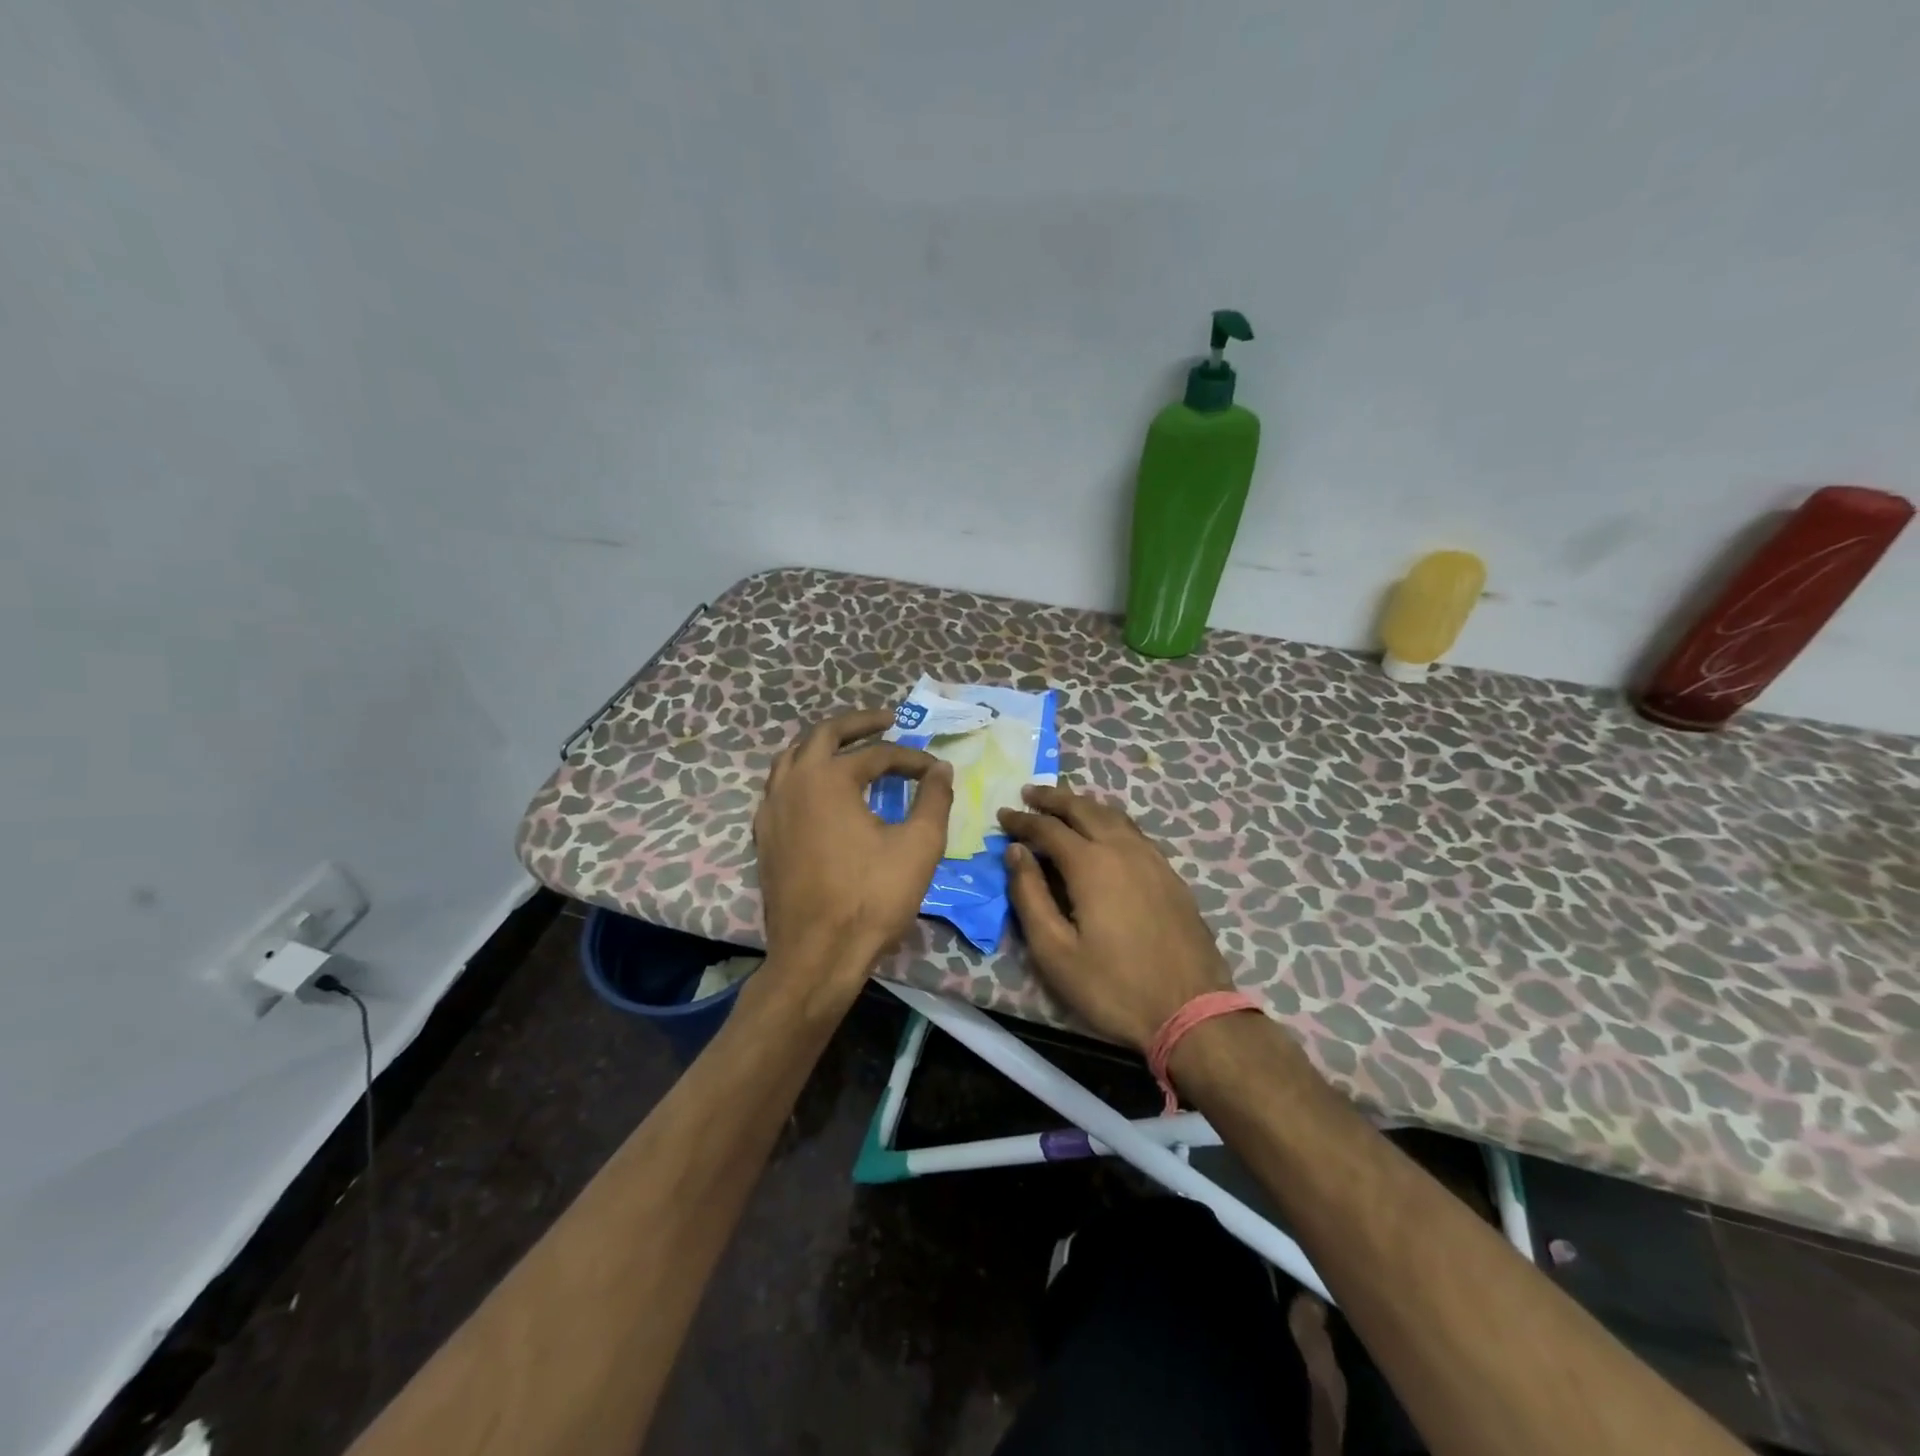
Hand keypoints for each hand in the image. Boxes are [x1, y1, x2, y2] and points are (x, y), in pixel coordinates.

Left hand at [754, 709, 953, 987]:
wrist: (817, 955)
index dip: (911, 758)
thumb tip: (940, 770)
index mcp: (828, 778)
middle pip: (823, 736)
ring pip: (793, 758)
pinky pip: (780, 787)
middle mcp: (792, 783)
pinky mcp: (765, 836)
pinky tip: (820, 792)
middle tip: (887, 722)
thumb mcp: (918, 845)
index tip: (935, 770)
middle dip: (858, 725)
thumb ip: (933, 799)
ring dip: (823, 746)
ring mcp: (772, 809)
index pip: (877, 754)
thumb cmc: (871, 897)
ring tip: (851, 748)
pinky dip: (803, 775)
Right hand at [998, 785, 1233, 1050]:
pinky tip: (1104, 833)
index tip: (1002, 814)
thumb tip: (1015, 852)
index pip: (1048, 828)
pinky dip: (1109, 821)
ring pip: (1113, 816)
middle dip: (1054, 798)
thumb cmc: (1112, 986)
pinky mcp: (1170, 875)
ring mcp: (1152, 860)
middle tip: (1030, 792)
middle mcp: (1123, 849)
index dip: (1022, 820)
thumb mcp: (1054, 950)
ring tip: (1064, 805)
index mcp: (1091, 864)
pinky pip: (1133, 832)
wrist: (1191, 1011)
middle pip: (1084, 809)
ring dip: (1084, 805)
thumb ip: (1030, 895)